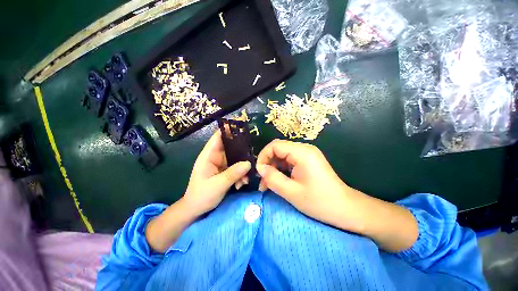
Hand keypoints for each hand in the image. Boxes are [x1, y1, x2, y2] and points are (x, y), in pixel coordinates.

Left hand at [183, 130, 251, 216]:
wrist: (196, 210)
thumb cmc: (201, 196)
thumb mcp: (218, 185)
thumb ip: (233, 173)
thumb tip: (248, 163)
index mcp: (208, 156)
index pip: (218, 137)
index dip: (229, 130)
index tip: (242, 126)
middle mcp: (215, 157)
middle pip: (231, 147)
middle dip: (242, 153)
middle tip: (253, 158)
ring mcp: (221, 164)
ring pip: (236, 159)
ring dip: (243, 168)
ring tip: (245, 179)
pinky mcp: (225, 171)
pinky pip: (236, 168)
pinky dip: (241, 174)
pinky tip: (241, 184)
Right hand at [255, 139, 366, 232]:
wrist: (346, 209)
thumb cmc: (320, 202)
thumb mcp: (292, 192)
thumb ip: (273, 178)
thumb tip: (260, 168)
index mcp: (302, 153)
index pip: (275, 145)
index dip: (263, 156)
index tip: (259, 172)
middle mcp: (304, 149)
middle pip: (278, 149)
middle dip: (267, 163)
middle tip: (262, 181)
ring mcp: (307, 155)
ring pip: (282, 156)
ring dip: (273, 168)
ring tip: (267, 185)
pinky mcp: (308, 161)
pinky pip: (289, 161)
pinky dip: (281, 170)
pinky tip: (278, 182)